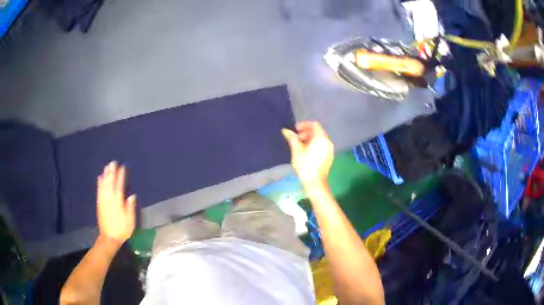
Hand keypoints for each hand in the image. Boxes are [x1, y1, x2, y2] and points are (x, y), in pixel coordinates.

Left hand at [96, 161, 135, 244]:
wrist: (109, 238)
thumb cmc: (122, 230)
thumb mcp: (130, 220)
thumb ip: (130, 207)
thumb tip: (132, 195)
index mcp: (118, 202)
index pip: (119, 186)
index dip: (121, 176)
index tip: (122, 167)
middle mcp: (109, 199)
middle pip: (110, 183)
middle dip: (112, 172)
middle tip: (113, 162)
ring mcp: (103, 201)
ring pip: (104, 185)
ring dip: (105, 175)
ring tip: (107, 167)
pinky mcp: (99, 204)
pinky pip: (99, 191)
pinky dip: (99, 183)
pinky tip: (100, 178)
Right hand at [282, 121, 333, 185]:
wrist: (315, 182)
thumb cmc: (305, 164)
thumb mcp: (296, 150)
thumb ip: (292, 138)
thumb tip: (285, 130)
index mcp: (321, 138)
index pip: (314, 125)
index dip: (304, 124)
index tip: (295, 129)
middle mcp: (328, 142)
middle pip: (318, 132)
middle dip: (306, 132)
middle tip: (296, 137)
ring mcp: (330, 150)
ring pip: (320, 140)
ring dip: (309, 139)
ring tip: (299, 145)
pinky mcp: (329, 157)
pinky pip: (322, 146)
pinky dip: (314, 145)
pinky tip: (306, 152)